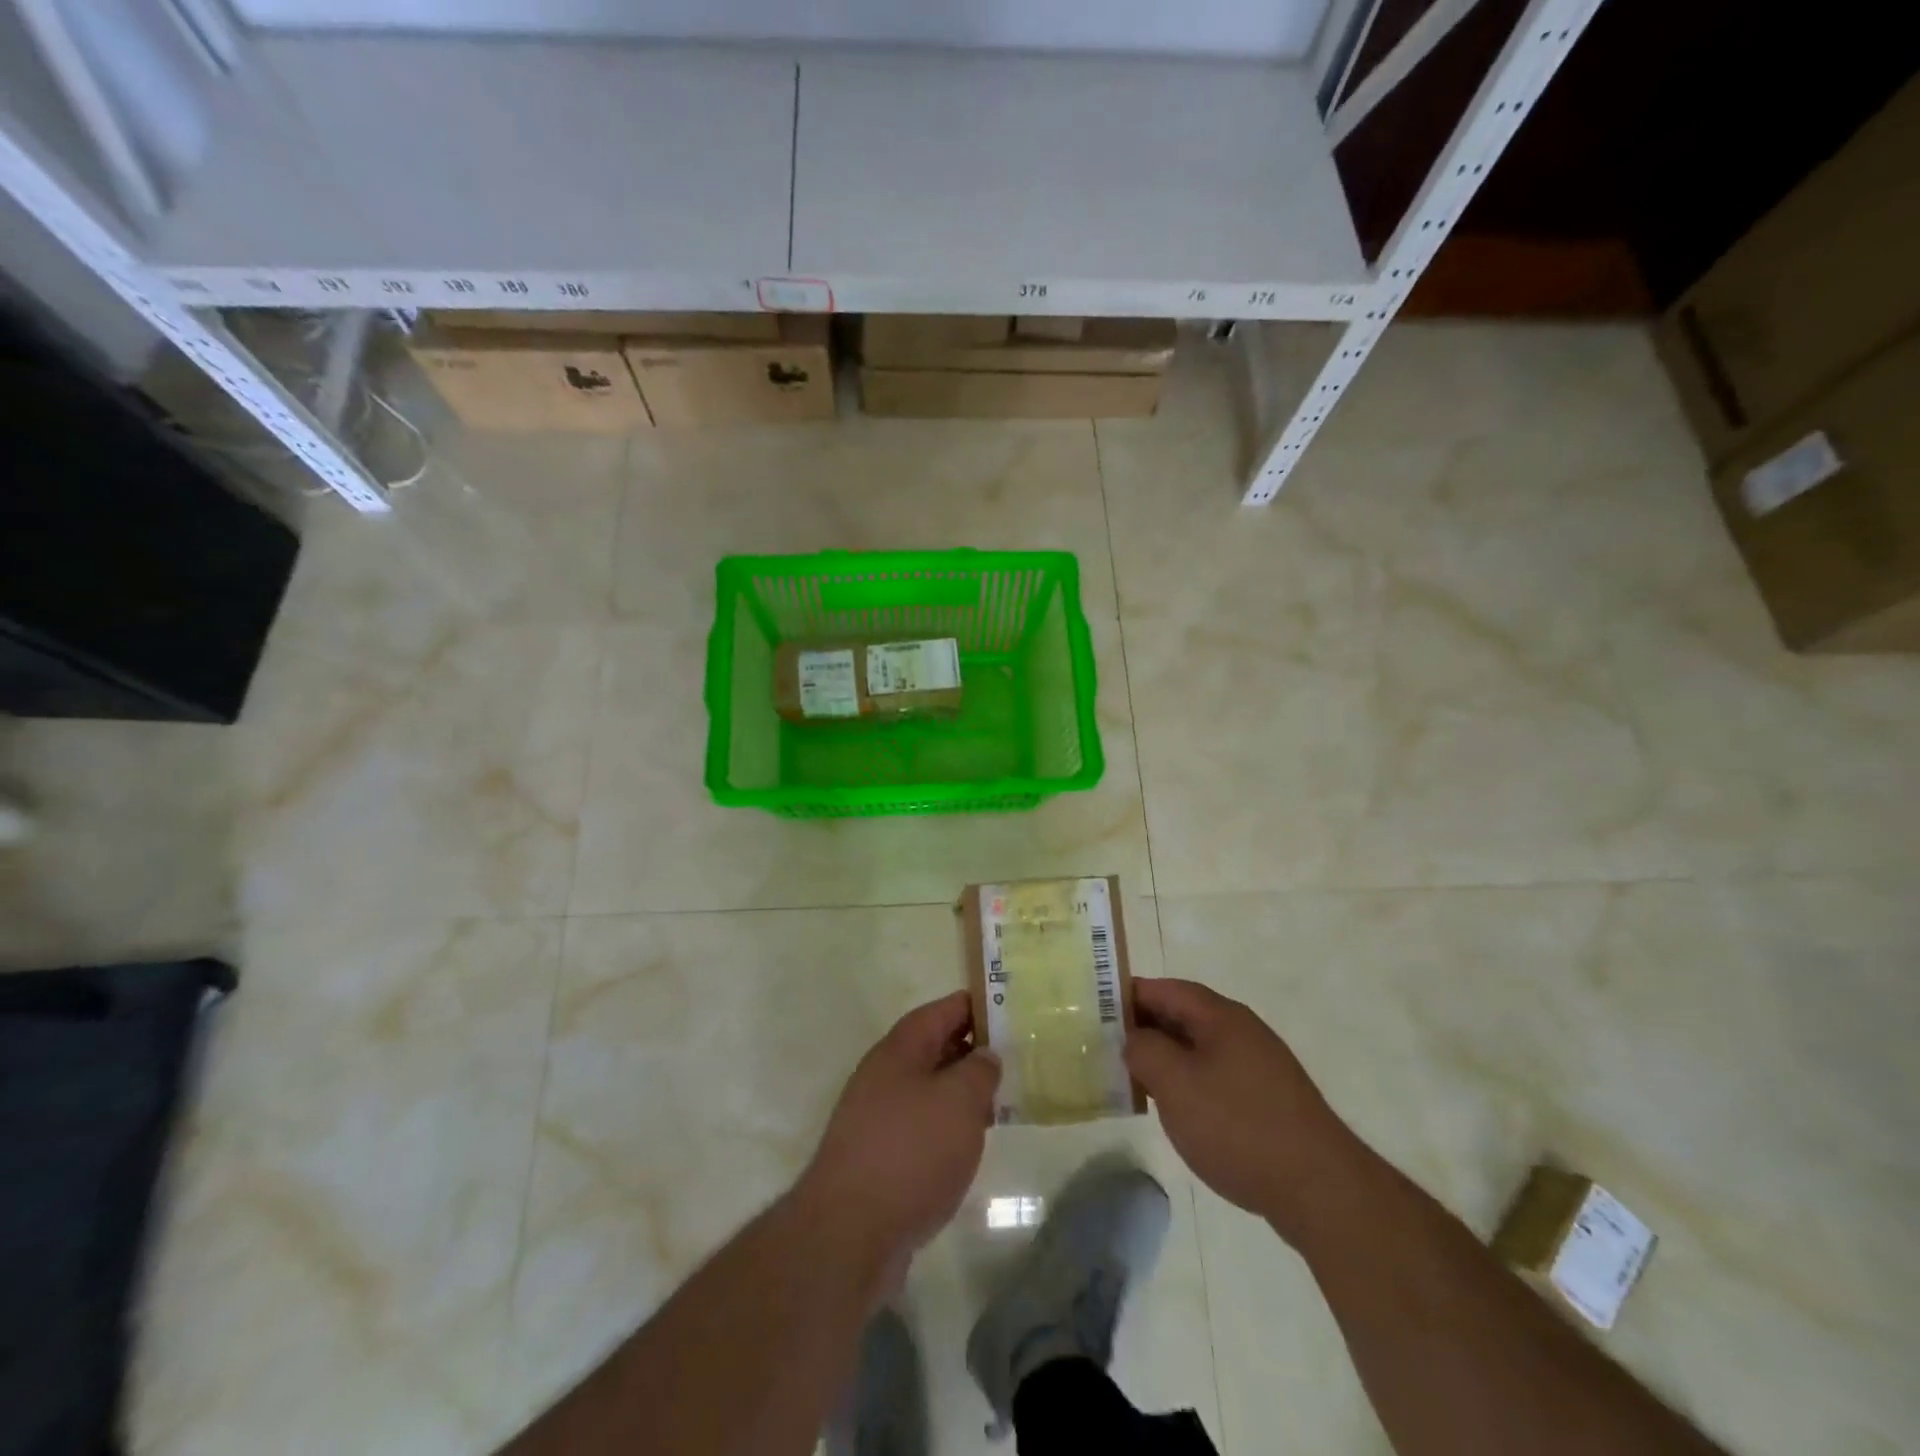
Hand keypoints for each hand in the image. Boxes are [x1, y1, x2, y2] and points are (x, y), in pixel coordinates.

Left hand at [797, 991, 999, 1266]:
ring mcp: (877, 1118)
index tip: (1008, 1010)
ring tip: (1000, 1102)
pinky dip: (947, 1128)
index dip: (974, 1006)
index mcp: (899, 1050)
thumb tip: (985, 1056)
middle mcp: (884, 1076)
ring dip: (961, 1092)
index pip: (941, 1011)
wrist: (849, 1233)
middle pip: (933, 1049)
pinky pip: (921, 1127)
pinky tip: (970, 1146)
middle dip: (971, 1050)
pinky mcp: (879, 1159)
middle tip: (1013, 1059)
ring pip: (928, 1090)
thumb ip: (979, 1070)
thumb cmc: (911, 1151)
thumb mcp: (959, 1100)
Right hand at [1125, 978, 1360, 1238]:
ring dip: (1166, 1059)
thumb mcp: (1175, 1083)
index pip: (1165, 989)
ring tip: (1134, 1081)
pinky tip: (1177, 1111)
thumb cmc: (1238, 1126)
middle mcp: (1242, 1031)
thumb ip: (1144, 1050)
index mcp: (1220, 1016)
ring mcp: (1259, 1066)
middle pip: (1183, 1015)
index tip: (1096, 1013)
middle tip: (1106, 1049)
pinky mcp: (1268, 1101)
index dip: (1128, 996)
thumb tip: (1134, 1039)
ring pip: (1199, 1049)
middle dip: (1144, 1028)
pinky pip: (1216, 1076)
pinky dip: (1190, 1083)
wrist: (1319, 1189)